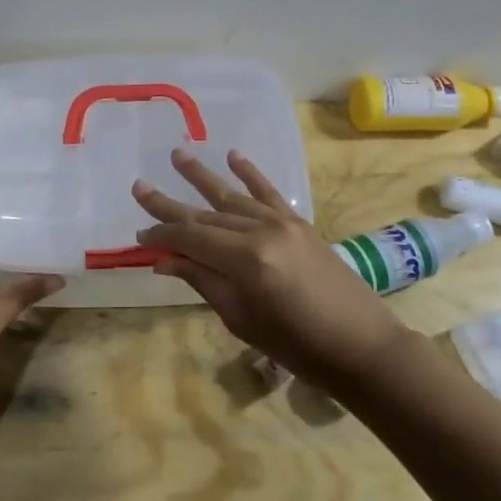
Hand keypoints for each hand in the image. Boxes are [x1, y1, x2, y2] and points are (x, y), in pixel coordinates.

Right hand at [134, 148, 401, 389]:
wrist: (361, 345)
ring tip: (178, 154)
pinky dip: (251, 173)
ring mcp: (283, 222)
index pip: (190, 237)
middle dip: (170, 204)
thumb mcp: (241, 319)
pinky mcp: (300, 223)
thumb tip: (164, 260)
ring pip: (233, 196)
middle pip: (206, 213)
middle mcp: (260, 230)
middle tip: (139, 186)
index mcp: (244, 258)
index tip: (138, 235)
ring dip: (203, 176)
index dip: (162, 234)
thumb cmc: (297, 346)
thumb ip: (203, 281)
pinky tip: (234, 156)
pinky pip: (269, 192)